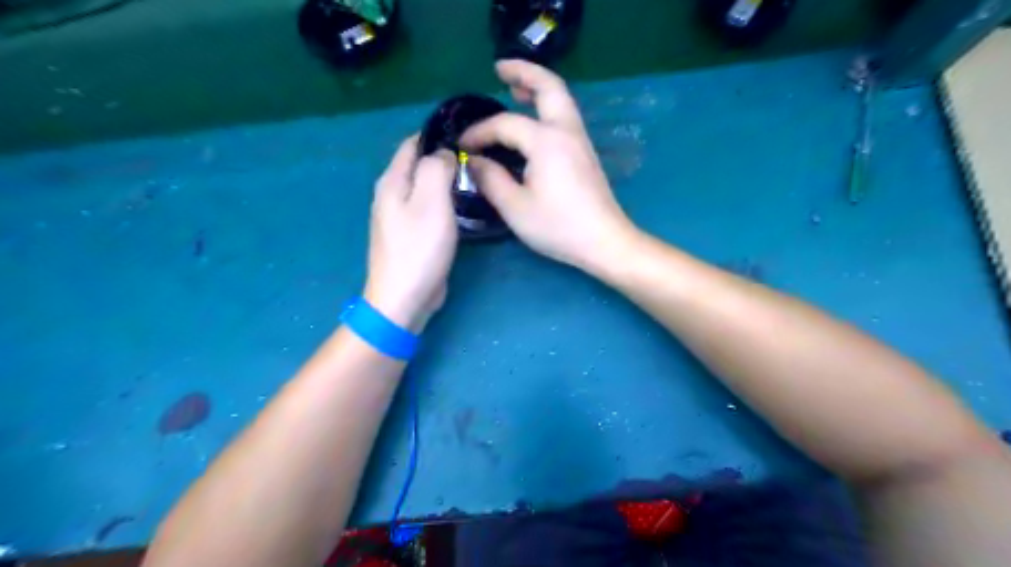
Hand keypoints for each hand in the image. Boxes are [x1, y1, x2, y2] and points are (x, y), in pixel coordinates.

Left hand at [363, 135, 458, 332]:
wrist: (403, 298)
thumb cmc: (418, 248)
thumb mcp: (431, 201)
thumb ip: (437, 168)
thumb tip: (444, 153)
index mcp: (392, 181)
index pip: (413, 143)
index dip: (438, 135)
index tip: (468, 137)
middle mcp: (391, 194)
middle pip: (419, 165)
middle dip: (445, 159)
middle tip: (477, 161)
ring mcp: (399, 217)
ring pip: (424, 188)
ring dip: (446, 182)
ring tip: (474, 180)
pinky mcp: (410, 235)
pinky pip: (428, 208)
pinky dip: (444, 202)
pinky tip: (462, 207)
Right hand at [460, 59, 634, 271]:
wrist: (604, 241)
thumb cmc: (558, 226)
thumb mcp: (515, 207)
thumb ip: (491, 179)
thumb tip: (475, 161)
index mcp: (546, 141)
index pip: (505, 124)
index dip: (480, 131)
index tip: (462, 144)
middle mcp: (566, 131)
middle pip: (548, 87)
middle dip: (523, 72)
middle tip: (499, 69)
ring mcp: (580, 140)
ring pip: (560, 99)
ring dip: (538, 87)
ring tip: (514, 89)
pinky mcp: (585, 153)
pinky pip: (563, 116)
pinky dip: (546, 107)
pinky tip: (533, 121)